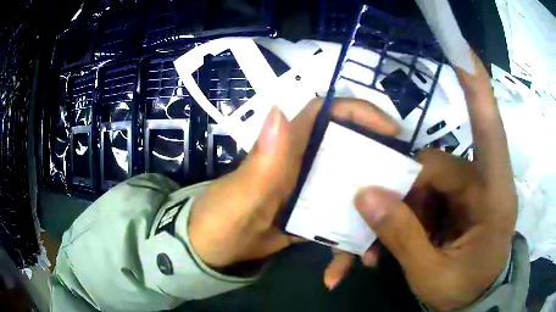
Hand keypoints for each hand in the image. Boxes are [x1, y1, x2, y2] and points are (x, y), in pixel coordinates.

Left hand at [189, 98, 399, 267]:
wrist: (212, 250)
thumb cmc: (219, 220)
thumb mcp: (240, 197)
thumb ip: (262, 162)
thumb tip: (278, 111)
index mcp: (287, 149)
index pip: (326, 113)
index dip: (359, 111)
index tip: (390, 130)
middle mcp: (304, 164)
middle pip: (352, 153)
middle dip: (379, 171)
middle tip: (401, 196)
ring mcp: (310, 192)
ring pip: (351, 196)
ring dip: (366, 223)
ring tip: (372, 252)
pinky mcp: (312, 217)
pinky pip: (338, 227)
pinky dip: (342, 250)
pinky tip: (337, 273)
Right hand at [324, 51, 516, 310]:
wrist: (473, 301)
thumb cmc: (463, 292)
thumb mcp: (431, 275)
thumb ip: (402, 237)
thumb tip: (366, 195)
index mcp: (494, 198)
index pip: (490, 131)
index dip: (476, 87)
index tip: (460, 50)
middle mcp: (483, 185)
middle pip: (435, 166)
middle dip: (401, 193)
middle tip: (373, 225)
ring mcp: (469, 193)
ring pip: (423, 183)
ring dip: (397, 213)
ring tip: (376, 249)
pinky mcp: (456, 204)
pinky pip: (423, 200)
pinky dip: (402, 220)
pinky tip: (385, 248)